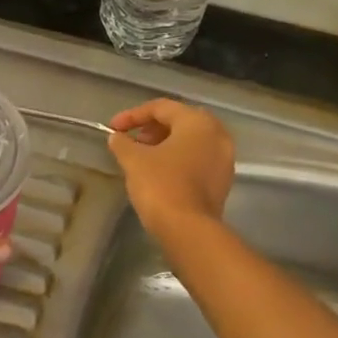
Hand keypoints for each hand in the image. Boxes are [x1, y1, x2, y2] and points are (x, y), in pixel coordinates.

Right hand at [107, 99, 235, 240]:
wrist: (188, 229)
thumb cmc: (161, 185)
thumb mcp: (134, 160)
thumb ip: (123, 143)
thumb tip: (117, 137)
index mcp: (198, 122)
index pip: (162, 108)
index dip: (133, 115)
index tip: (113, 128)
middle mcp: (217, 135)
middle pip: (180, 120)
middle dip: (153, 128)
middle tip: (132, 140)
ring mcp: (224, 159)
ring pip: (192, 141)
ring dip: (166, 143)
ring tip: (142, 156)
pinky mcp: (223, 180)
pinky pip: (199, 159)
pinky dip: (179, 158)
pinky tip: (160, 171)